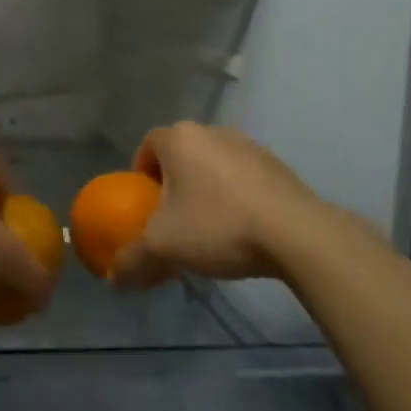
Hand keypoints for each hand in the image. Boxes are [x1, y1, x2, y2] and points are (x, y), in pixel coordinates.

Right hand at [111, 123, 331, 289]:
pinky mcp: (277, 164)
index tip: (147, 206)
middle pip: (181, 154)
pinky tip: (243, 228)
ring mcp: (248, 144)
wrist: (296, 234)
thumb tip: (113, 278)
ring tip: (210, 227)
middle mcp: (212, 131)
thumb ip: (133, 260)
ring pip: (213, 164)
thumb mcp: (164, 248)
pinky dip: (236, 195)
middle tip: (174, 218)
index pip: (148, 145)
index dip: (142, 175)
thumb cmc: (218, 226)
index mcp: (179, 139)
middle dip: (174, 183)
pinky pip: (243, 176)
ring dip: (207, 188)